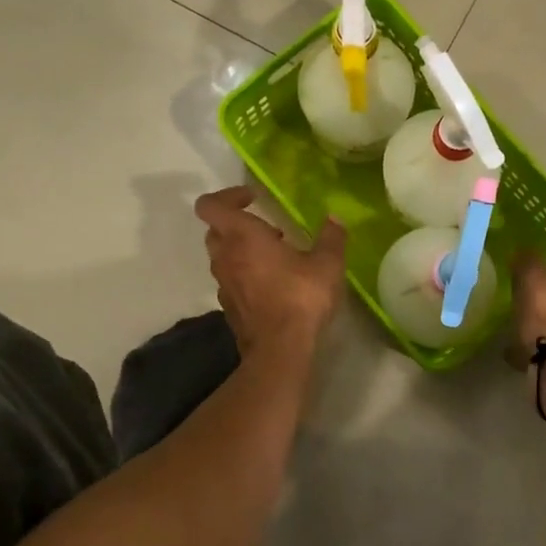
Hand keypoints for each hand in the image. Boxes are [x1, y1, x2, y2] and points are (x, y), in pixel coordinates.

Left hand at [195, 187, 346, 357]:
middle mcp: (225, 256)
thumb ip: (331, 237)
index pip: (211, 205)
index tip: (254, 198)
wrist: (280, 349)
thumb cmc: (301, 297)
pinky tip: (273, 285)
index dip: (228, 196)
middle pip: (215, 230)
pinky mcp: (228, 307)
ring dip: (242, 251)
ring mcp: (223, 284)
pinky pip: (231, 281)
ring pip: (222, 257)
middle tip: (268, 230)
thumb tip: (335, 219)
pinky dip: (245, 276)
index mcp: (242, 236)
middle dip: (237, 225)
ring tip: (276, 258)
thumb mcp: (327, 263)